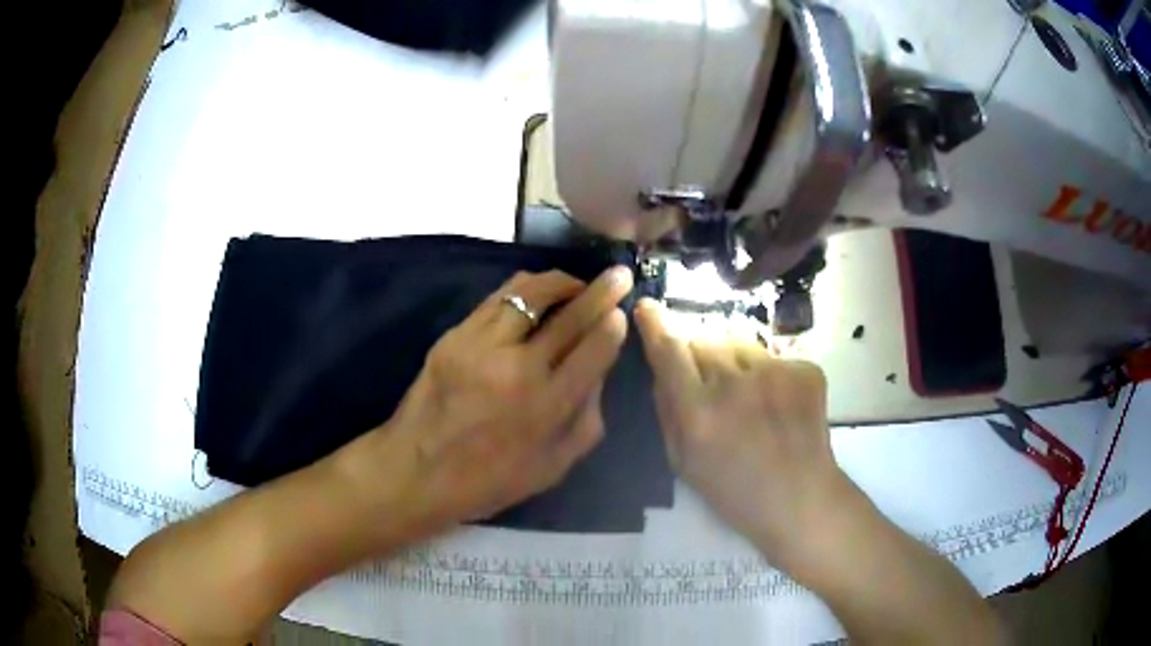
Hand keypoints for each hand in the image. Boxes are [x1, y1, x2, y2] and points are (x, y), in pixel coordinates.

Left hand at [358, 268, 631, 535]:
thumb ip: (586, 417)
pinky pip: (498, 299)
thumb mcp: (555, 466)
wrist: (418, 471)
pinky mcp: (455, 336)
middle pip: (570, 315)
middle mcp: (519, 368)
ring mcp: (482, 346)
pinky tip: (536, 293)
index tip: (621, 313)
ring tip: (576, 283)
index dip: (613, 324)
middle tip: (619, 275)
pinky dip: (524, 289)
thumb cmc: (491, 480)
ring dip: (561, 282)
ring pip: (531, 293)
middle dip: (602, 291)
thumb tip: (599, 369)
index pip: (594, 349)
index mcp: (548, 406)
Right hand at [634, 298, 854, 568]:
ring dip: (734, 361)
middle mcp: (735, 386)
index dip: (654, 325)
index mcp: (699, 414)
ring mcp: (776, 373)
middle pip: (704, 338)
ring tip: (749, 396)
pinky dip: (769, 374)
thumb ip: (666, 411)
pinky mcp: (806, 370)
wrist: (800, 499)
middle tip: (709, 383)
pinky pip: (773, 356)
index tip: (647, 306)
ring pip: (739, 342)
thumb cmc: (734, 491)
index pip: (669, 351)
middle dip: (699, 354)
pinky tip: (777, 404)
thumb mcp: (683, 462)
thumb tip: (661, 368)